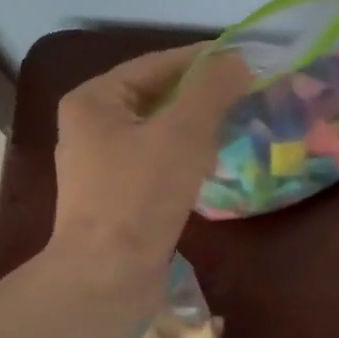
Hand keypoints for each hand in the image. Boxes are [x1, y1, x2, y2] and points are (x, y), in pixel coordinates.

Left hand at [49, 44, 252, 280]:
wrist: (107, 277)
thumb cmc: (140, 197)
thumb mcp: (183, 133)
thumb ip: (213, 90)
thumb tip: (238, 61)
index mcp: (94, 100)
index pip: (156, 64)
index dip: (203, 60)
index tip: (245, 60)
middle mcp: (91, 127)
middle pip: (156, 98)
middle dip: (202, 96)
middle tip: (247, 94)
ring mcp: (102, 166)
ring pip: (158, 133)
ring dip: (197, 128)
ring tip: (237, 126)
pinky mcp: (117, 198)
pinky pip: (156, 163)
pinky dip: (185, 159)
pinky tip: (213, 165)